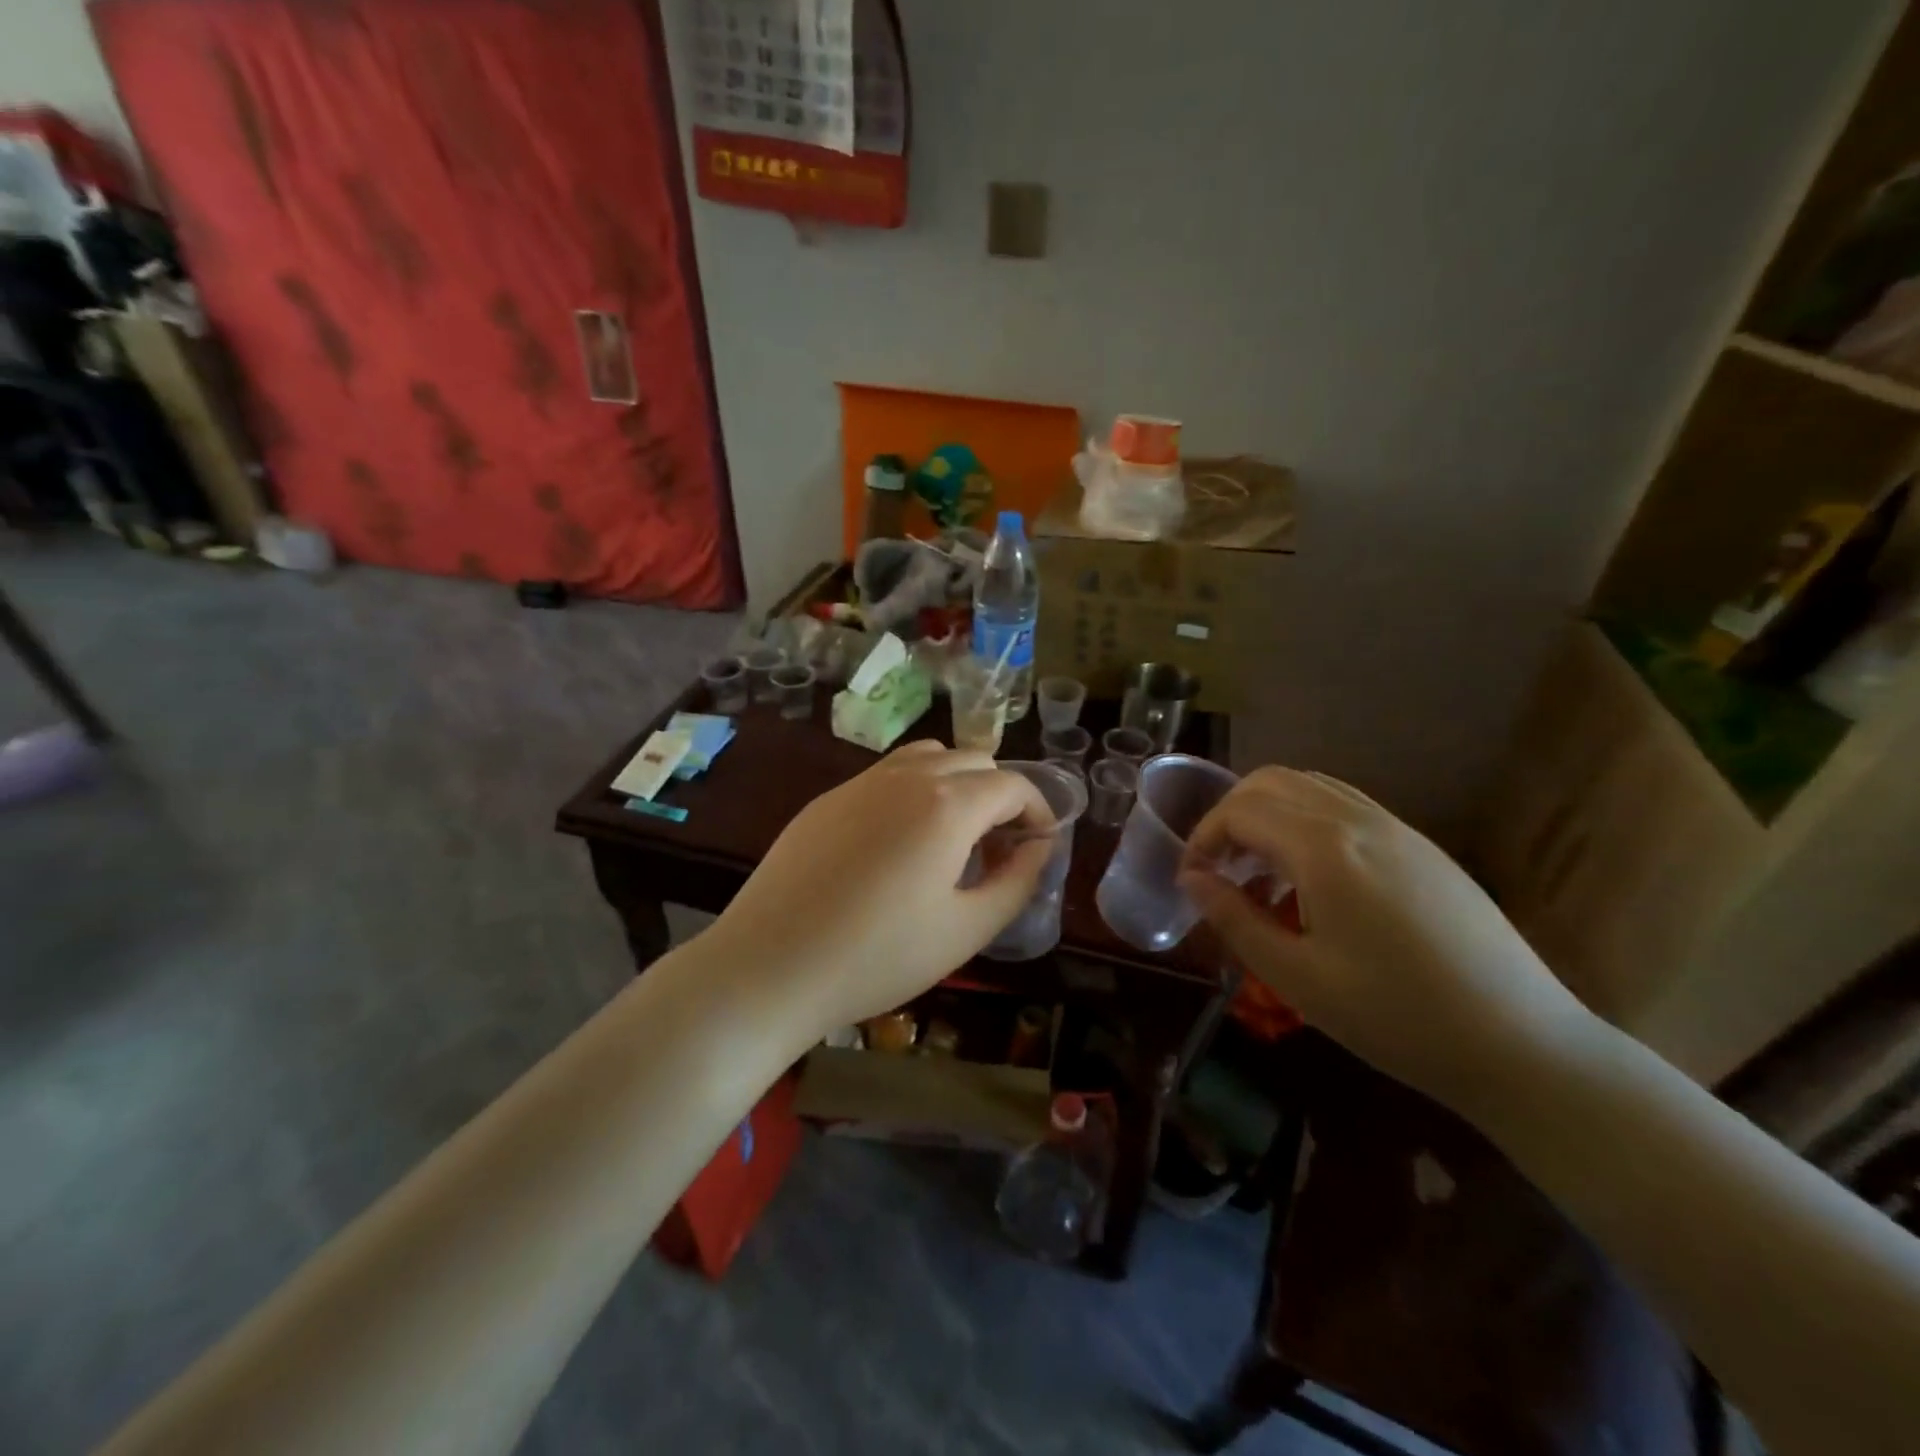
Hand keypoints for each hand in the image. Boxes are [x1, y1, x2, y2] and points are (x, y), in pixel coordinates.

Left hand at [706, 742, 1055, 1034]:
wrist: (770, 966)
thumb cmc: (879, 957)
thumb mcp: (967, 930)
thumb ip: (1017, 881)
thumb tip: (1039, 848)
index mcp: (947, 804)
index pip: (1012, 786)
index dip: (1039, 812)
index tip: (1039, 847)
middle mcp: (906, 776)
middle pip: (973, 761)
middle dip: (1000, 796)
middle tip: (998, 849)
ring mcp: (860, 782)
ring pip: (928, 757)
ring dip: (956, 784)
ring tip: (953, 838)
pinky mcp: (826, 799)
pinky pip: (886, 775)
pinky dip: (914, 791)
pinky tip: (899, 844)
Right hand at [1179, 767, 1598, 1111]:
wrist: (1523, 1044)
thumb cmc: (1397, 1018)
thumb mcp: (1298, 978)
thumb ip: (1234, 919)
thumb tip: (1192, 880)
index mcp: (1324, 849)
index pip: (1240, 811)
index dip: (1202, 838)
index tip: (1190, 879)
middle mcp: (1358, 820)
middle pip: (1270, 782)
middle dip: (1229, 815)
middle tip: (1218, 867)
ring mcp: (1396, 827)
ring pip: (1309, 786)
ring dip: (1268, 813)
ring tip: (1259, 871)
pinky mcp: (1420, 845)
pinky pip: (1345, 805)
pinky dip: (1306, 819)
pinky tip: (1310, 876)